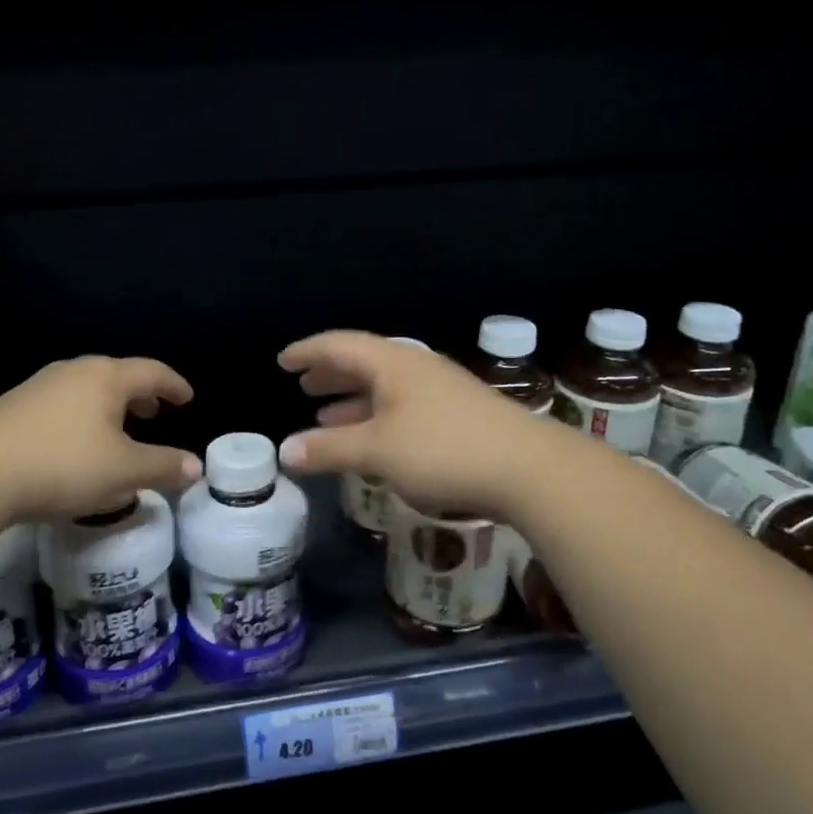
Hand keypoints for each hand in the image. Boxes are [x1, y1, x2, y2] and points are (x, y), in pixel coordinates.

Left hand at [0, 356, 200, 520]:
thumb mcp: (123, 472)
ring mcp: (40, 386)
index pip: (151, 372)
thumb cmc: (63, 464)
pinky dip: (83, 417)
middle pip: (117, 375)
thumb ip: (163, 467)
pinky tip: (77, 445)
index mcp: (106, 377)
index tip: (187, 398)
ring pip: (87, 390)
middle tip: (155, 414)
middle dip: (141, 395)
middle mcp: (74, 371)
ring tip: (118, 431)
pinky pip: (63, 404)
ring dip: (110, 407)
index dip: (174, 385)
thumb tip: (195, 466)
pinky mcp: (14, 407)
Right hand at [276, 330, 552, 518]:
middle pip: (363, 362)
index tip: (282, 361)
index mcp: (392, 363)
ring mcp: (440, 390)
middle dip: (330, 374)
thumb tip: (284, 452)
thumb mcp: (377, 451)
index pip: (339, 345)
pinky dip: (376, 417)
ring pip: (384, 386)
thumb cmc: (443, 450)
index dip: (307, 351)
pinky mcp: (457, 415)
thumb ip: (329, 449)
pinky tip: (372, 440)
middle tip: (303, 385)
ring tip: (325, 414)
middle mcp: (415, 368)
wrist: (529, 468)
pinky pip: (402, 406)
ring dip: (352, 399)